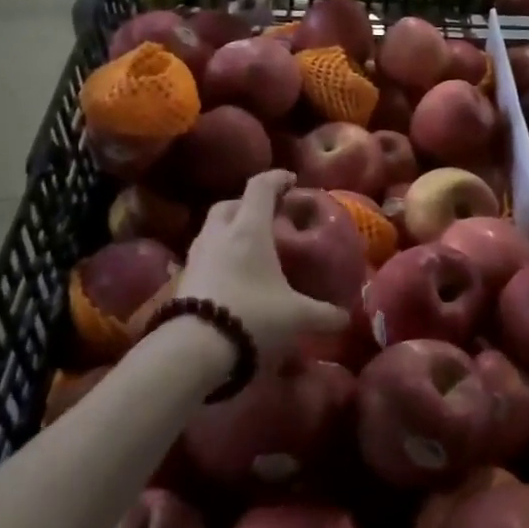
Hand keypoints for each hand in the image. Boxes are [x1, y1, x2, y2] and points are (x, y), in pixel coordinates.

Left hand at [179, 170, 347, 368]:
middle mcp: (219, 233)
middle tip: (268, 216)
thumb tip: (346, 318)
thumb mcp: (296, 317)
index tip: (291, 181)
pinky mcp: (183, 278)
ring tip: (248, 245)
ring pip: (212, 227)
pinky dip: (218, 254)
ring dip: (229, 228)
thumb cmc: (252, 316)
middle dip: (248, 204)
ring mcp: (197, 255)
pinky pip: (203, 254)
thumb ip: (324, 315)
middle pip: (230, 203)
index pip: (260, 187)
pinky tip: (231, 274)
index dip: (276, 178)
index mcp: (249, 229)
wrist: (194, 349)